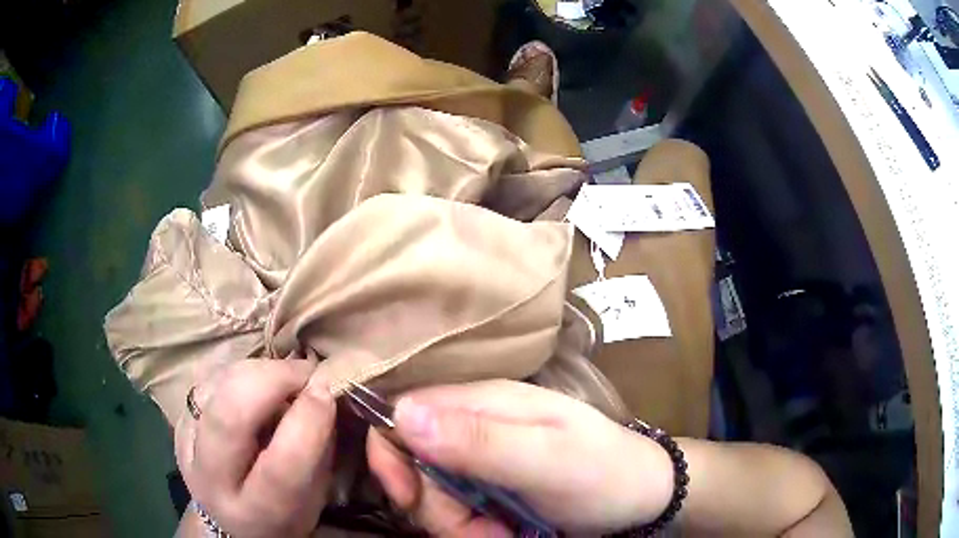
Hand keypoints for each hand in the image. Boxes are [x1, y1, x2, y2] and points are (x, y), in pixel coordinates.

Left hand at [174, 360, 335, 537]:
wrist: (227, 520)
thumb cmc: (283, 514)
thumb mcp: (313, 499)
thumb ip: (319, 453)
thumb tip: (324, 394)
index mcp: (257, 514)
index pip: (279, 467)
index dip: (306, 422)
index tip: (326, 390)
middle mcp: (213, 481)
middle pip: (229, 418)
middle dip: (272, 380)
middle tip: (304, 370)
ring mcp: (188, 448)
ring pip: (215, 388)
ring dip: (257, 371)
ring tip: (283, 377)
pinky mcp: (178, 423)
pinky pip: (206, 382)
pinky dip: (237, 375)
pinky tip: (256, 386)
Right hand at [366, 380, 673, 535]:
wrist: (642, 500)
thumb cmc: (603, 474)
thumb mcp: (547, 459)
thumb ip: (477, 439)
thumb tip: (400, 413)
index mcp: (485, 403)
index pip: (406, 413)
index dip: (392, 453)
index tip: (408, 495)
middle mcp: (475, 429)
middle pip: (414, 465)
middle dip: (433, 506)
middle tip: (477, 528)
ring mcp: (482, 464)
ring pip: (434, 498)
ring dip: (460, 527)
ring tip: (505, 534)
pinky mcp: (490, 492)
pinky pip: (458, 515)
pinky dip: (474, 533)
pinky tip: (507, 535)